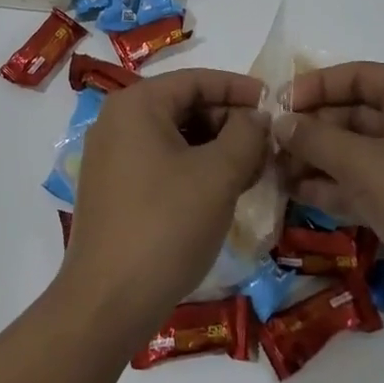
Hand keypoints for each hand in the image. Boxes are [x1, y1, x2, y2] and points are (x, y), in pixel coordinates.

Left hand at [56, 68, 266, 348]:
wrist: (107, 301)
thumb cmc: (166, 226)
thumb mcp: (217, 176)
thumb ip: (246, 135)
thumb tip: (258, 116)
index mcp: (136, 104)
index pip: (196, 80)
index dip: (239, 88)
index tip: (276, 104)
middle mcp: (116, 120)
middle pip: (183, 106)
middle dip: (228, 122)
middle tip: (267, 147)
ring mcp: (109, 156)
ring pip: (173, 136)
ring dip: (214, 148)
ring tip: (251, 172)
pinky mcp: (111, 188)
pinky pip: (159, 162)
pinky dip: (192, 168)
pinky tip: (220, 192)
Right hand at [277, 62, 383, 339]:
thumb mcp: (367, 165)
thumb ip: (316, 139)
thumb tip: (278, 122)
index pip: (356, 77)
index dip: (314, 87)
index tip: (276, 105)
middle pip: (353, 115)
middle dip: (311, 129)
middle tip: (267, 144)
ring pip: (356, 153)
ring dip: (316, 160)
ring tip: (271, 170)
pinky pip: (366, 185)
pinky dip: (334, 188)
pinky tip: (295, 194)